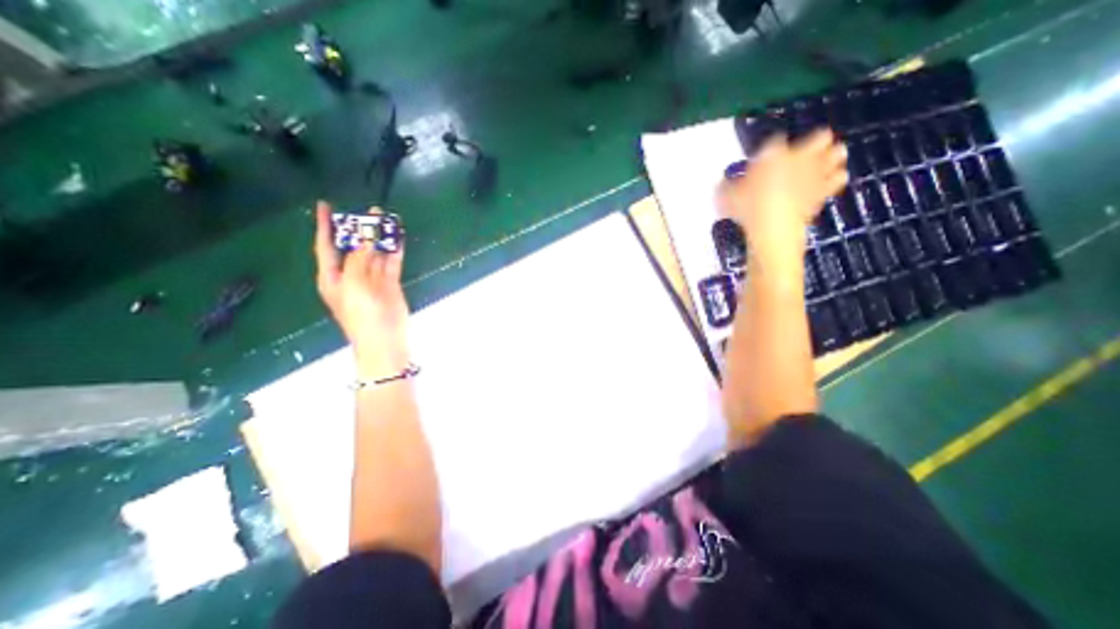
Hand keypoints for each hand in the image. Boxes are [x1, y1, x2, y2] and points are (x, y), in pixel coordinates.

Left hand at [313, 201, 409, 378]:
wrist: (385, 341)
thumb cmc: (363, 316)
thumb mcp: (354, 285)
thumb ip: (359, 259)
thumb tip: (365, 237)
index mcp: (333, 276)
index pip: (326, 246)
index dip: (325, 226)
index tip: (325, 206)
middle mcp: (351, 275)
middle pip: (354, 247)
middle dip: (360, 229)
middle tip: (370, 212)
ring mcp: (372, 279)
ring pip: (376, 253)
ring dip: (381, 238)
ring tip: (388, 220)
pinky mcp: (390, 284)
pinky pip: (391, 262)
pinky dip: (395, 250)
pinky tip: (398, 238)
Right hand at [722, 131, 844, 279]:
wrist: (772, 226)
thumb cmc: (746, 209)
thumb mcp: (725, 198)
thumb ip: (726, 188)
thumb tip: (723, 186)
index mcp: (771, 155)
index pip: (775, 142)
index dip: (771, 148)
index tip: (768, 154)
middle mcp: (797, 158)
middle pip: (817, 138)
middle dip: (817, 140)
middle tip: (817, 142)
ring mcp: (813, 174)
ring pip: (833, 155)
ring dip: (833, 155)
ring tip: (837, 154)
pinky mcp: (822, 192)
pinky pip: (836, 180)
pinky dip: (836, 179)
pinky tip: (838, 177)